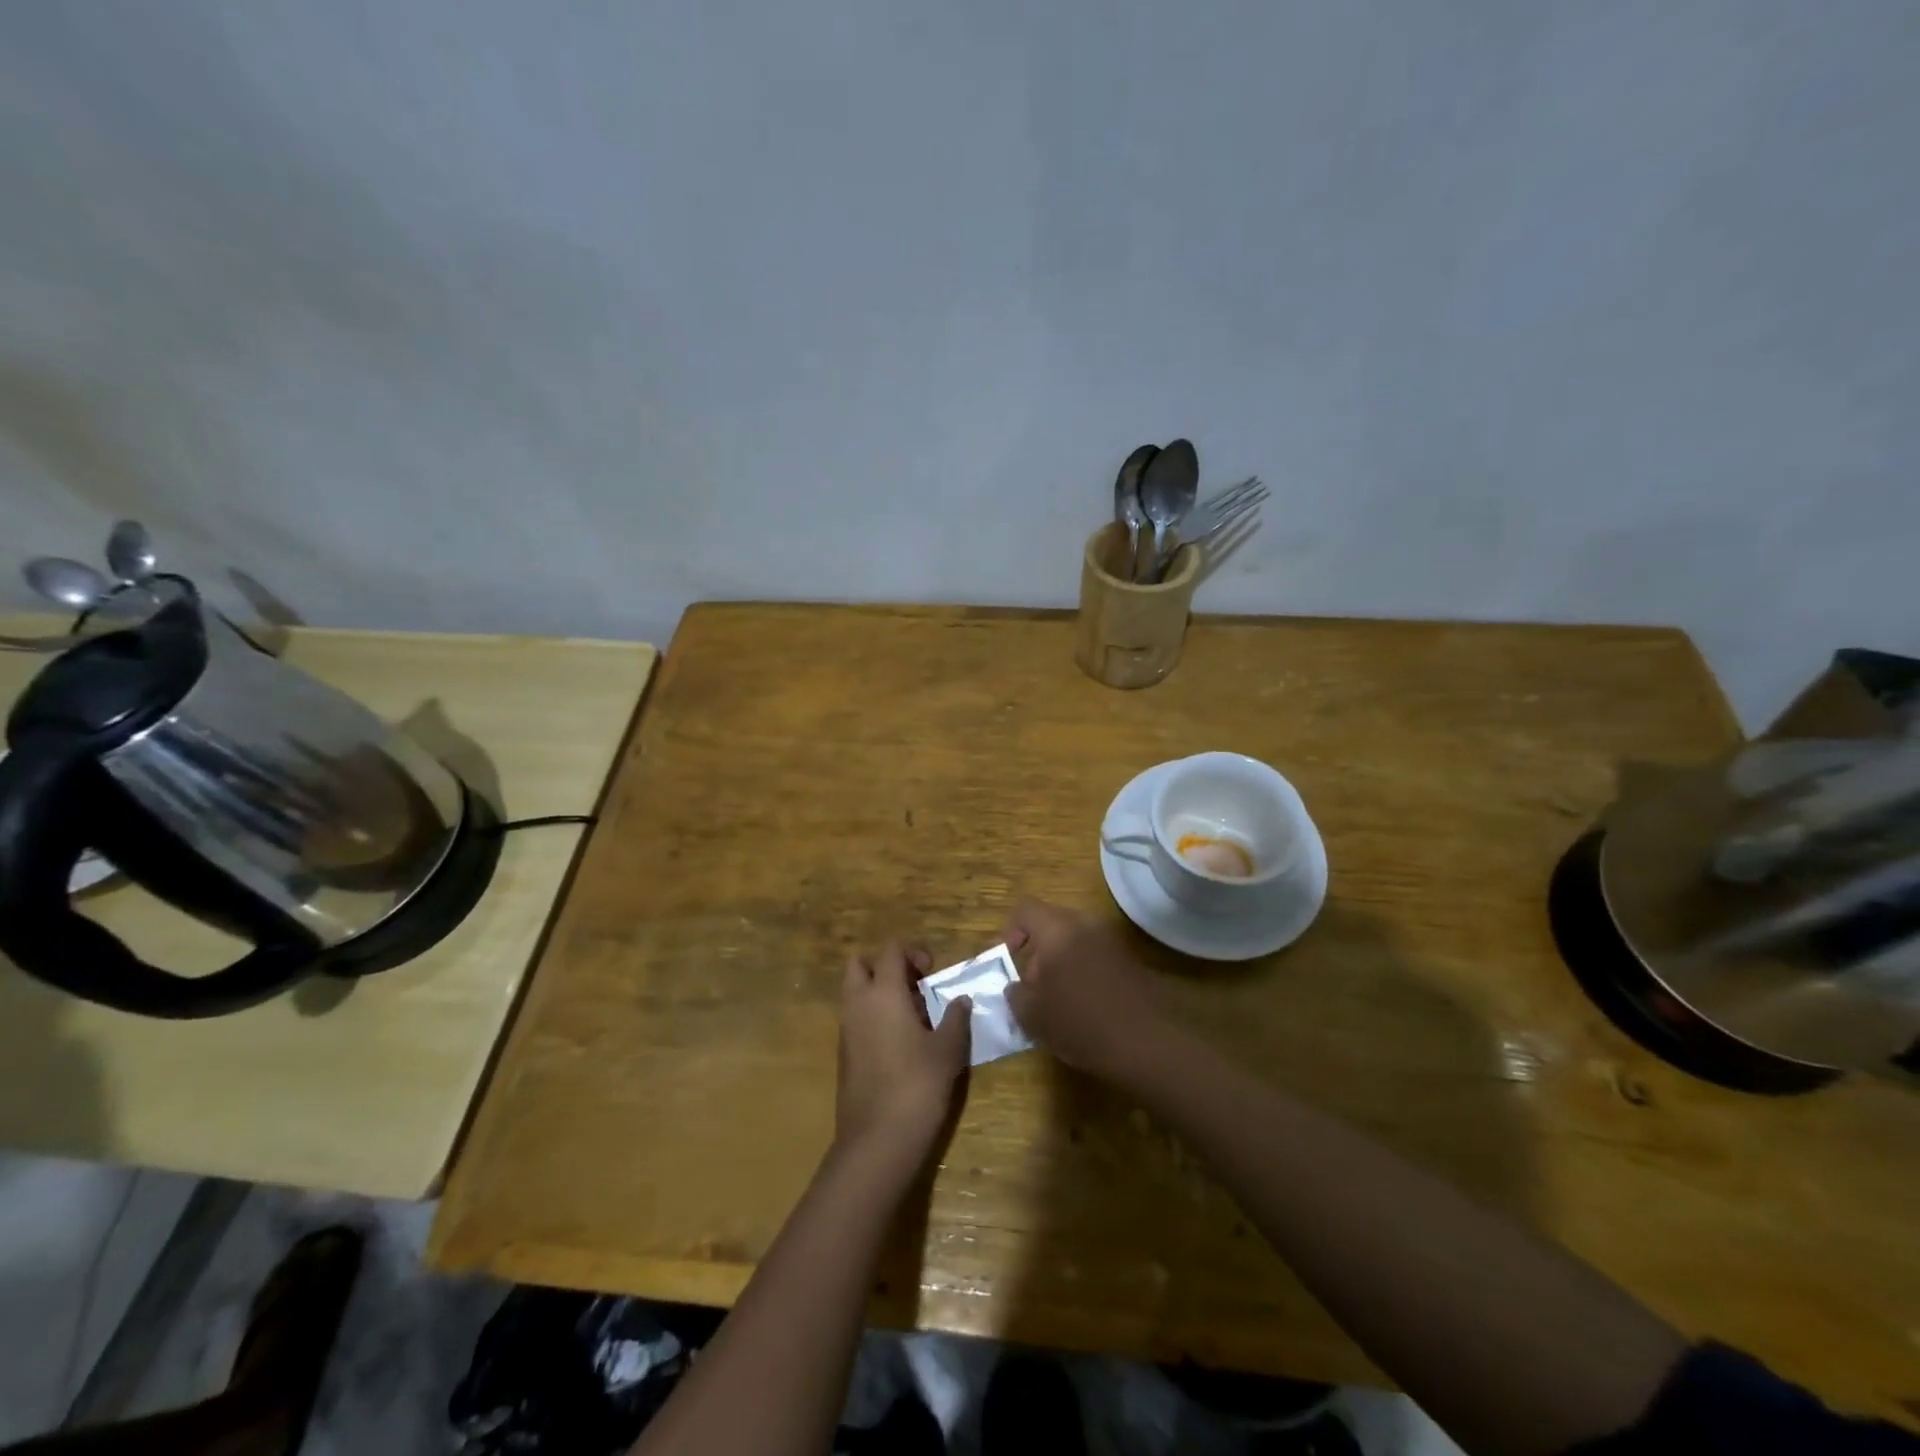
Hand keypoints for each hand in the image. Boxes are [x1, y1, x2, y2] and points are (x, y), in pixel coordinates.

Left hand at [835, 944, 971, 1168]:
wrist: (877, 1140)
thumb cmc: (917, 1085)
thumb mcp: (948, 1050)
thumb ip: (955, 1018)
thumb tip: (961, 999)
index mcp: (883, 992)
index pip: (890, 950)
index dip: (912, 951)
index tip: (932, 971)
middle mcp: (858, 1004)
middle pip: (859, 964)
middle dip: (885, 965)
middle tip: (914, 984)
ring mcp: (846, 1029)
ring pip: (854, 992)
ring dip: (879, 991)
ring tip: (913, 1015)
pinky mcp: (843, 1054)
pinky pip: (855, 1017)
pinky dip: (873, 1015)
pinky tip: (900, 1041)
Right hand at [1004, 900, 1170, 1078]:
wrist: (1147, 1044)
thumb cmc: (1080, 1024)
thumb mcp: (1032, 1016)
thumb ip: (1016, 995)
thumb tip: (1017, 987)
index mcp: (1058, 930)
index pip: (1025, 909)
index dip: (1011, 931)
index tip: (1010, 960)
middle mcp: (1086, 925)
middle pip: (1052, 925)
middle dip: (1038, 952)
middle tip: (1033, 988)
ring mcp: (1113, 941)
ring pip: (1076, 941)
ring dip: (1062, 963)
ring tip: (1059, 1001)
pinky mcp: (1131, 960)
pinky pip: (1096, 956)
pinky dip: (1085, 972)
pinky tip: (1086, 1007)